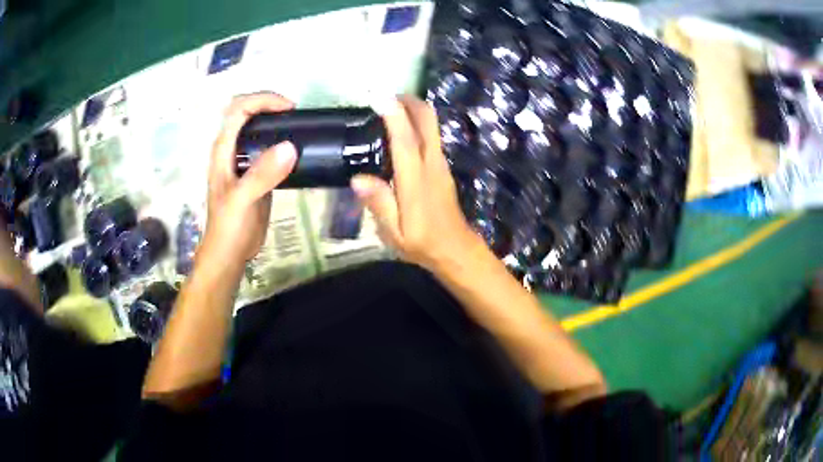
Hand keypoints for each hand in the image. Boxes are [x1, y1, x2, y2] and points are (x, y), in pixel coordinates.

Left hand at [202, 93, 297, 264]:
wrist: (231, 253)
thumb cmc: (229, 226)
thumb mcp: (242, 199)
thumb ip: (262, 174)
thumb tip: (290, 146)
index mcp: (223, 149)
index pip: (239, 109)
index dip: (262, 100)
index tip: (288, 109)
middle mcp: (232, 149)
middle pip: (248, 113)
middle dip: (270, 105)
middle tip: (297, 115)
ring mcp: (245, 161)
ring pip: (260, 129)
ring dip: (278, 123)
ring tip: (301, 127)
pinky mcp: (257, 173)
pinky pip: (270, 148)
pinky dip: (283, 142)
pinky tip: (297, 149)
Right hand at [351, 96, 485, 273]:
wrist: (455, 249)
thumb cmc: (422, 243)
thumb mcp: (394, 233)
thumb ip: (379, 205)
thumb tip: (358, 179)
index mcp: (417, 180)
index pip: (406, 140)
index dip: (394, 115)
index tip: (379, 96)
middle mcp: (431, 164)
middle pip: (427, 121)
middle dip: (409, 102)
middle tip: (385, 96)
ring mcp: (440, 163)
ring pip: (431, 125)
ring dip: (414, 110)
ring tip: (388, 108)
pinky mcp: (442, 167)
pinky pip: (431, 136)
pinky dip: (417, 124)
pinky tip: (400, 131)